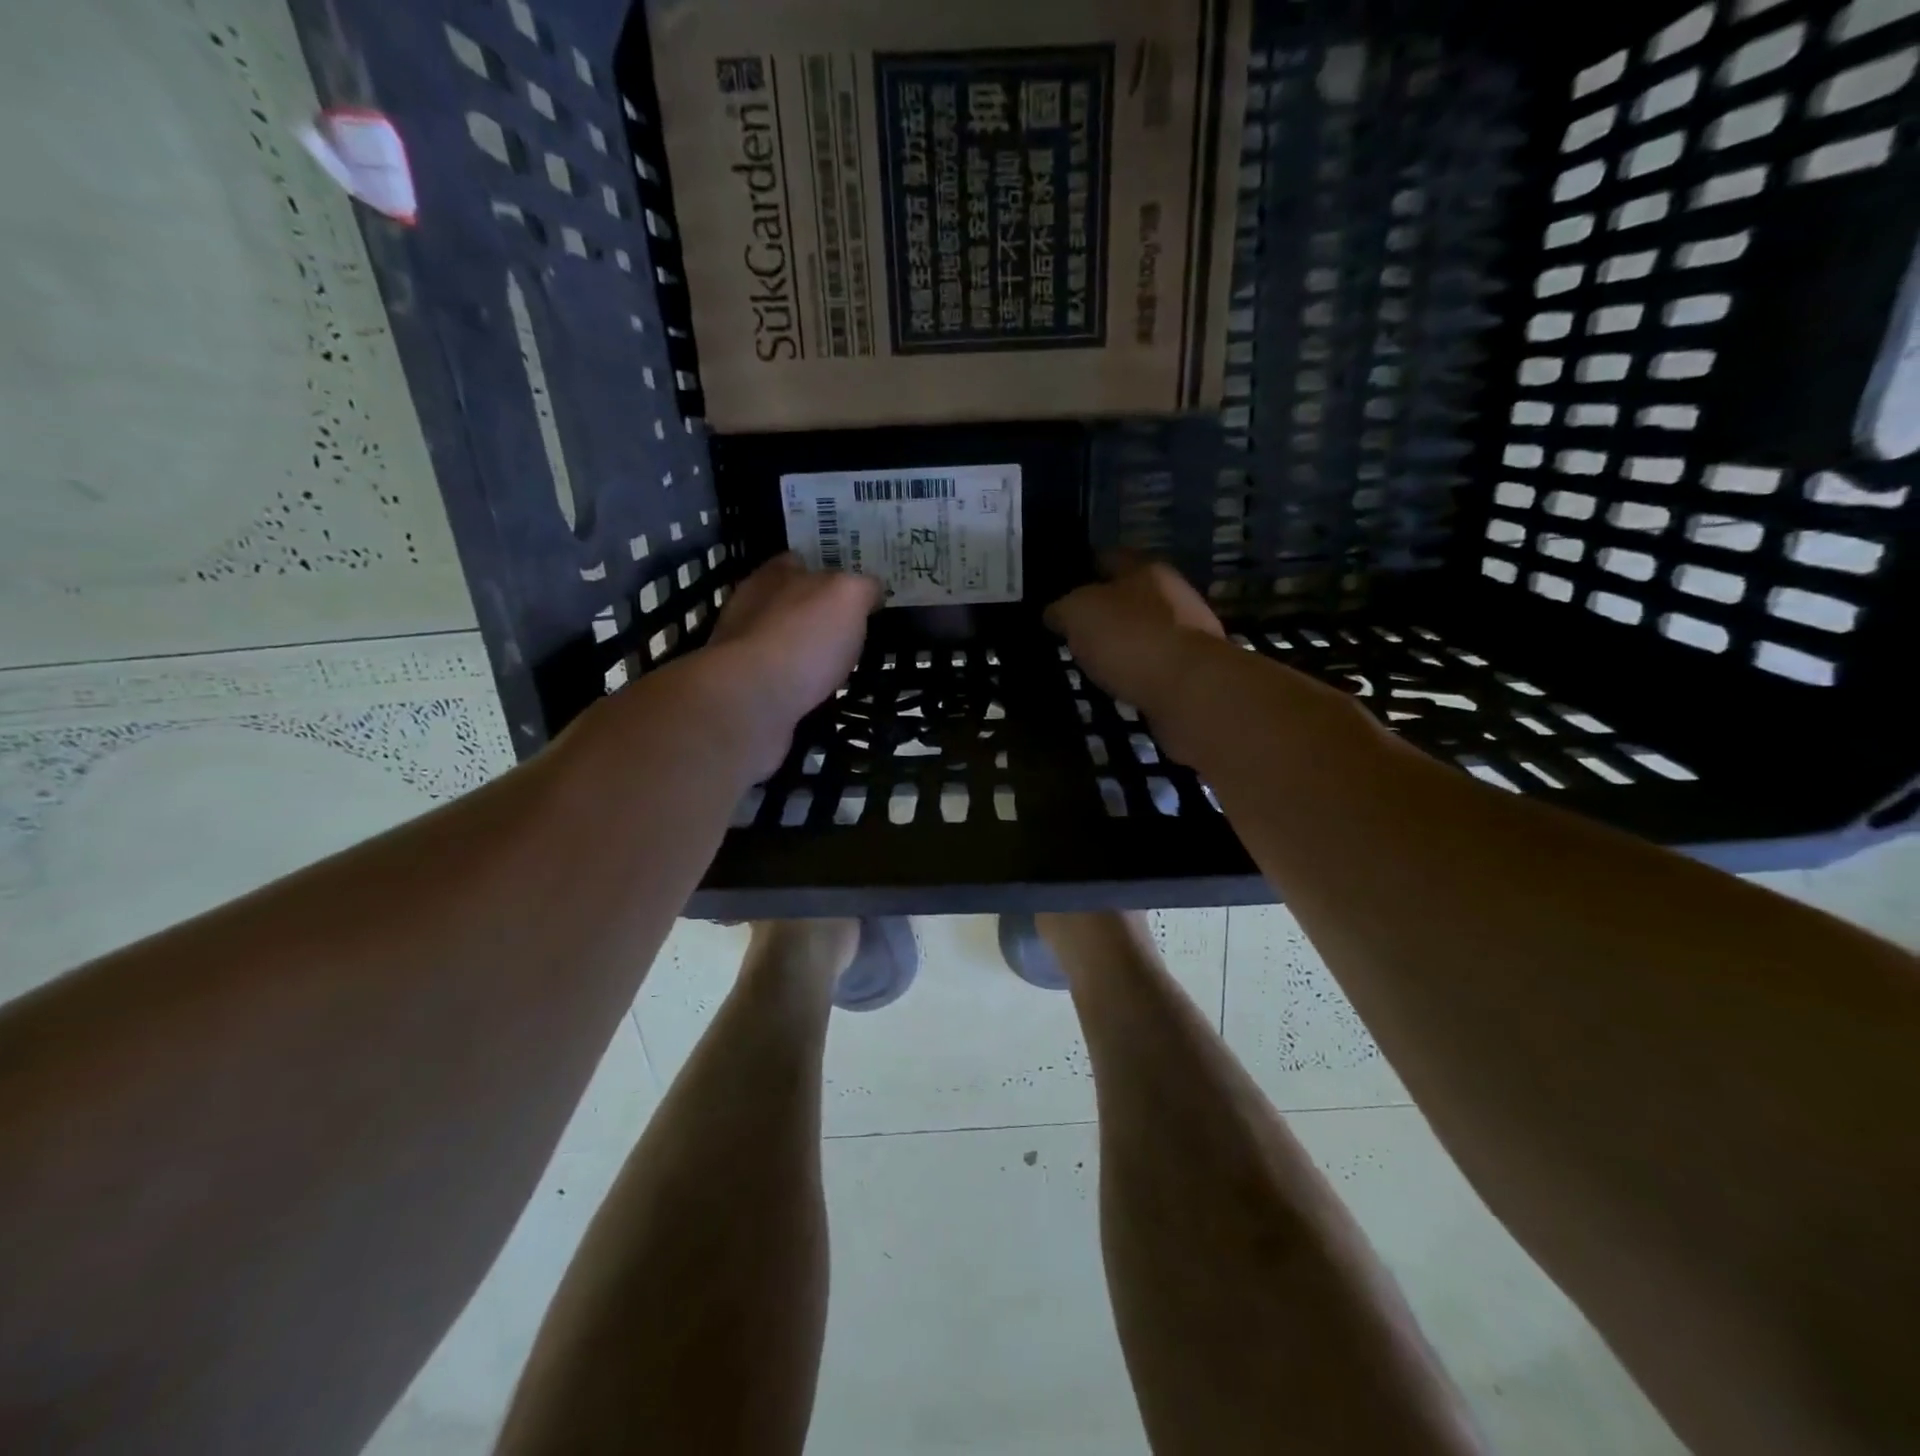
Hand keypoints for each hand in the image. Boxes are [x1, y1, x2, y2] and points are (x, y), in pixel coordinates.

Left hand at [703, 553, 880, 773]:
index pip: (801, 561)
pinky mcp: (745, 690)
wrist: (751, 702)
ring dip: (806, 652)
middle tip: (852, 630)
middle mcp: (752, 607)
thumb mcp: (847, 597)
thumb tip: (870, 589)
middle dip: (816, 613)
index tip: (854, 590)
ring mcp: (743, 651)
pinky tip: (817, 694)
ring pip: (783, 643)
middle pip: (790, 602)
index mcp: (774, 576)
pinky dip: (798, 685)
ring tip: (839, 667)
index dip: (828, 571)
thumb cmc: (802, 638)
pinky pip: (779, 681)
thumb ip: (861, 587)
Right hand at [1045, 559, 1225, 714]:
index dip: (1083, 568)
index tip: (1062, 586)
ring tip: (1093, 662)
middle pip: (1131, 595)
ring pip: (1145, 632)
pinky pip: (1155, 667)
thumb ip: (1062, 608)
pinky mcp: (1193, 673)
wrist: (1190, 690)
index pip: (1108, 558)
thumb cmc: (1130, 638)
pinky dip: (1137, 673)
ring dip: (1123, 644)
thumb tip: (1055, 613)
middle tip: (1074, 629)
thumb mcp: (1078, 613)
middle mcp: (1173, 596)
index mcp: (1146, 570)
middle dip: (1105, 610)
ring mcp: (1189, 635)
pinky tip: (1119, 686)